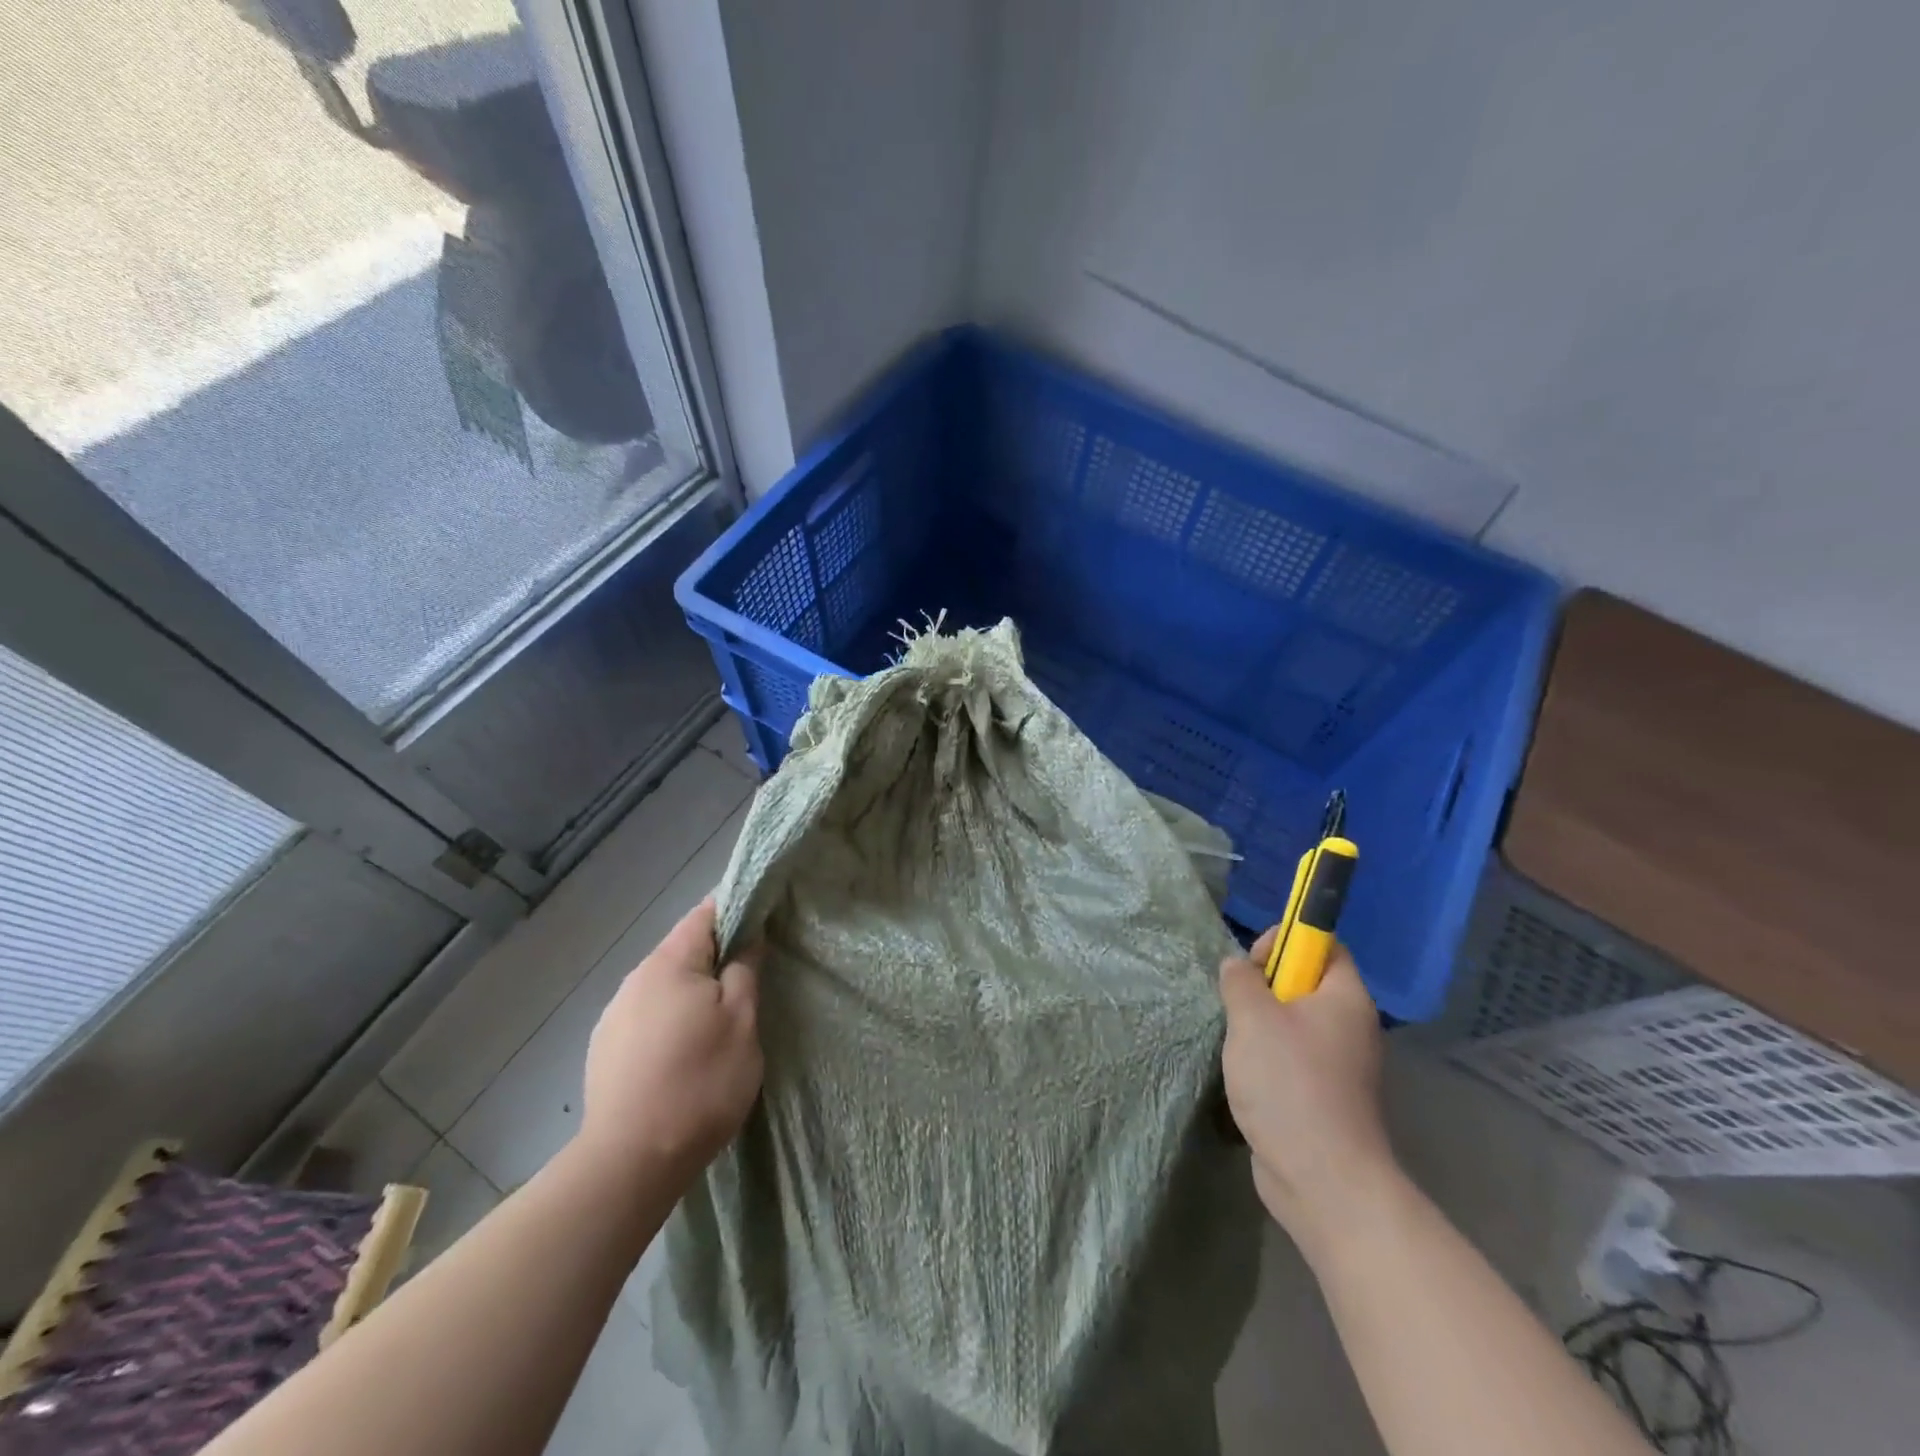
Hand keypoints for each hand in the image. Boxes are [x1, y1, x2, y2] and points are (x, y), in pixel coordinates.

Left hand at [577, 897, 762, 1188]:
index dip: (737, 911)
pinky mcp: (605, 1049)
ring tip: (718, 1023)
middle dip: (716, 957)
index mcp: (669, 963)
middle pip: (683, 950)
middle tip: (750, 981)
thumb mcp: (741, 1021)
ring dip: (692, 992)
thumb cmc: (700, 1082)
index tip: (764, 923)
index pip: (705, 913)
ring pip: (665, 986)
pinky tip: (683, 1053)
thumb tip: (747, 937)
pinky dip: (670, 1020)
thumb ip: (745, 969)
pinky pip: (648, 1016)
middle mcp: (635, 979)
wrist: (630, 1162)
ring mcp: (614, 1015)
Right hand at [1219, 934, 1395, 1254]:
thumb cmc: (1289, 1083)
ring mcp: (1341, 1066)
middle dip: (1264, 987)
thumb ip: (1241, 980)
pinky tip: (1246, 1077)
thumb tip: (1238, 968)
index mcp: (1345, 998)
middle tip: (1237, 1005)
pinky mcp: (1326, 1098)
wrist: (1322, 1178)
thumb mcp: (1252, 1017)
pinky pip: (1293, 1059)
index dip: (1288, 942)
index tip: (1253, 963)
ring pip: (1294, 1024)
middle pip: (1306, 984)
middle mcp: (1351, 1027)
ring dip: (1260, 1026)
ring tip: (1237, 1044)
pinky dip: (1267, 1060)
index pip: (1326, 945)